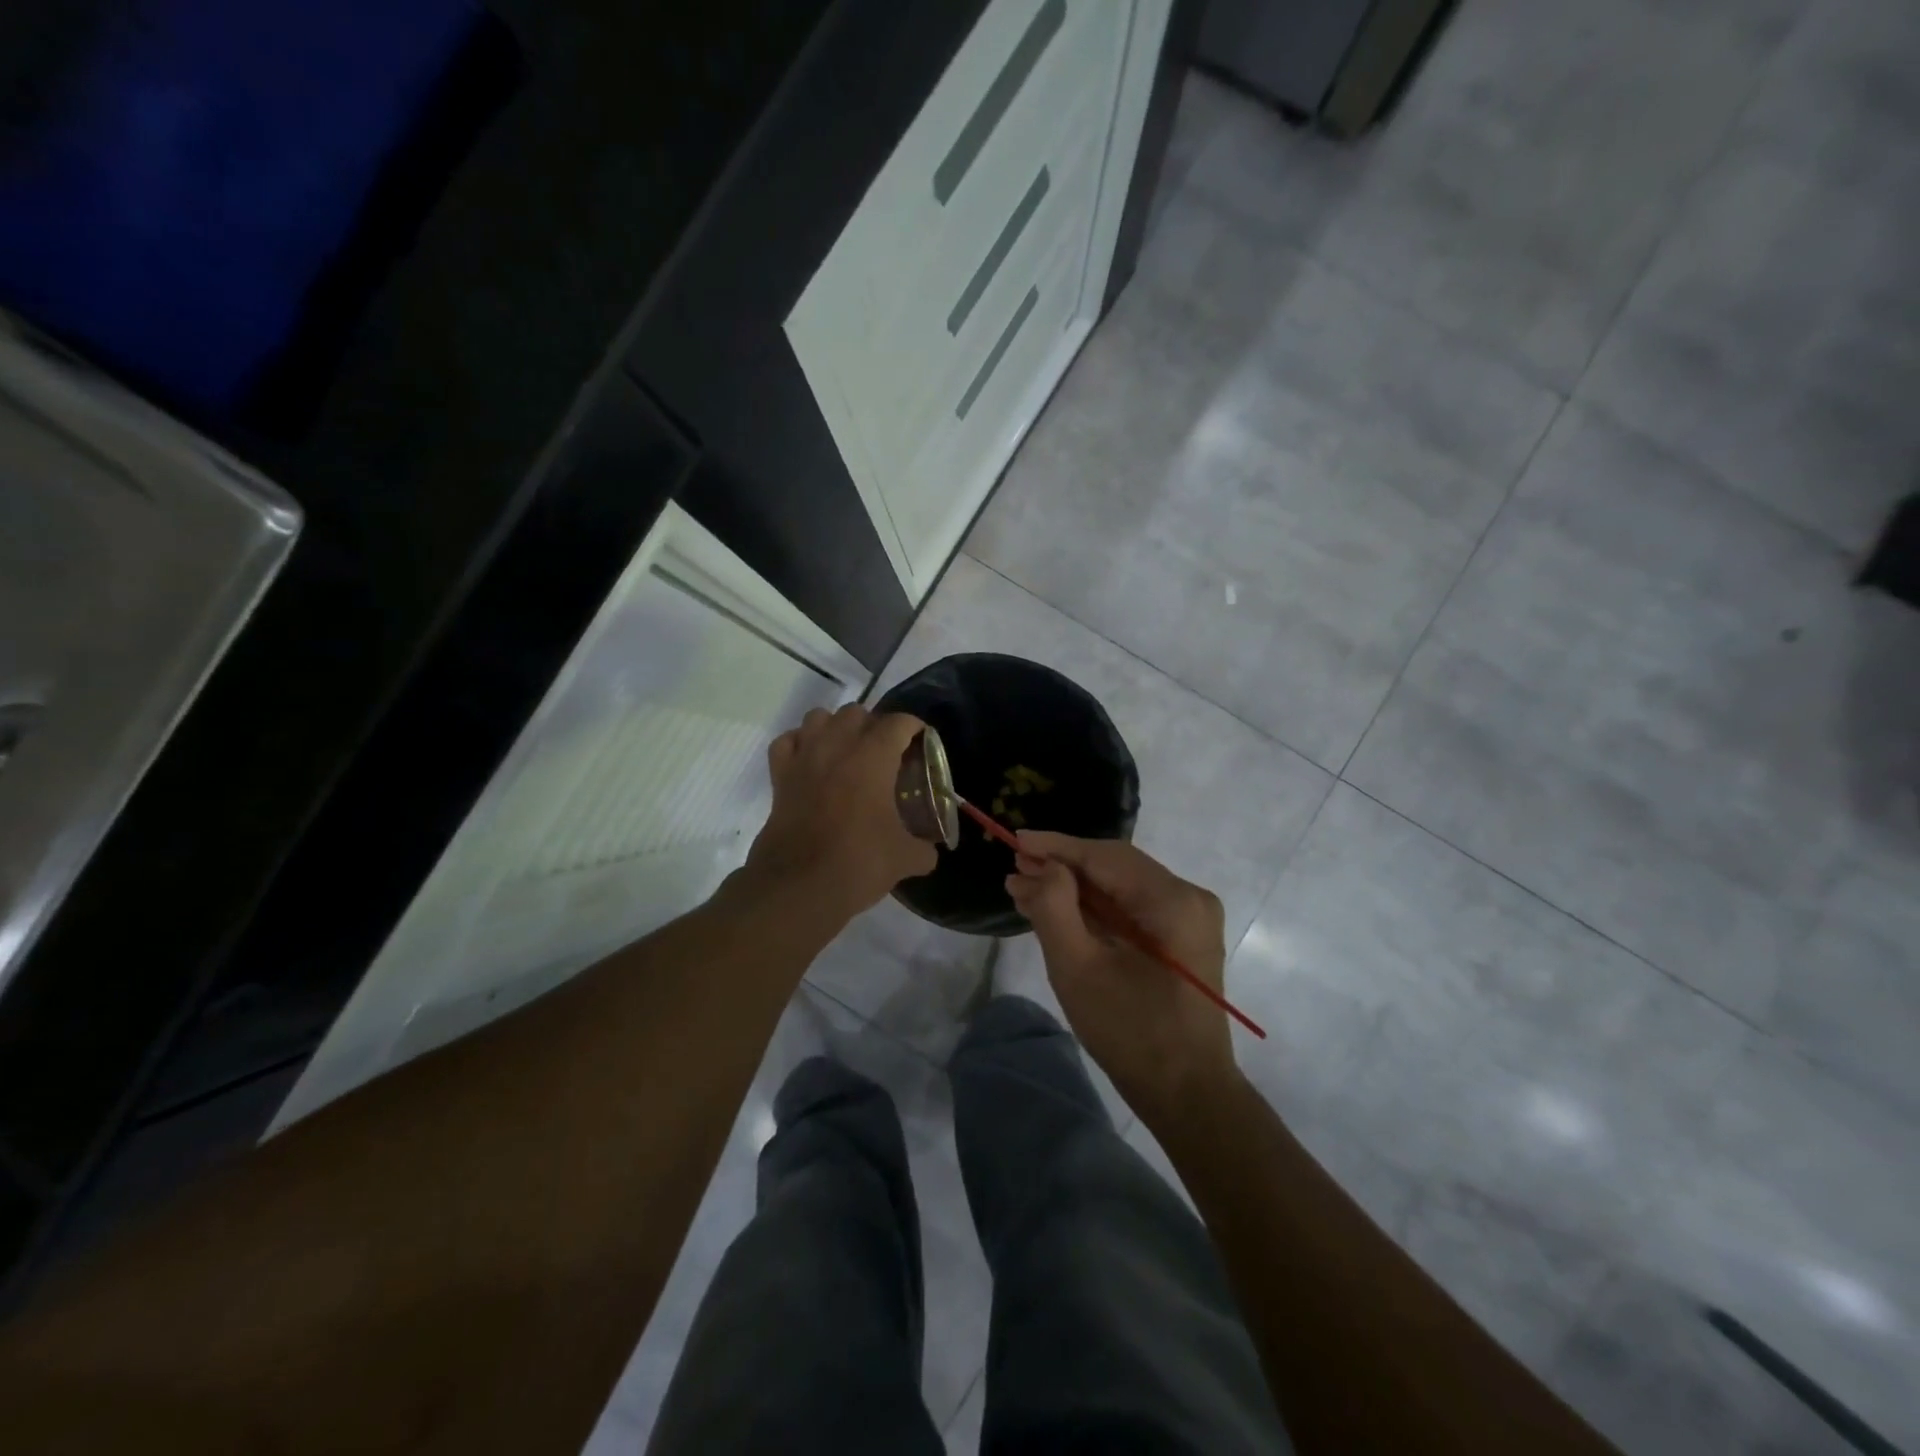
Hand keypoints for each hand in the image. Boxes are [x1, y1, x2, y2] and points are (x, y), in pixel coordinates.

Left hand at [746, 705, 937, 920]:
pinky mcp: (779, 777)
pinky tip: (811, 761)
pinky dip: (800, 744)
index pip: (898, 723)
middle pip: (857, 713)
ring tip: (848, 751)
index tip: (920, 740)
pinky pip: (788, 742)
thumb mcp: (904, 858)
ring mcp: (804, 758)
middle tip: (886, 752)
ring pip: (819, 718)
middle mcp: (837, 746)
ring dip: (835, 727)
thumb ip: (923, 849)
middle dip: (874, 726)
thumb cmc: (858, 863)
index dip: (913, 728)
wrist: (799, 886)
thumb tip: (929, 852)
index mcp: (873, 757)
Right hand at [1006, 833, 1238, 1128]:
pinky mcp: (1181, 937)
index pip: (1106, 856)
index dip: (1057, 847)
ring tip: (1025, 888)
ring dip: (1074, 887)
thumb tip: (1042, 867)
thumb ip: (1055, 909)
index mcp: (1173, 901)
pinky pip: (1131, 907)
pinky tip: (1057, 909)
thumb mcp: (1079, 970)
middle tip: (1015, 868)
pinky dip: (1094, 907)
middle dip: (1062, 866)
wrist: (1188, 1095)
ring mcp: (1189, 917)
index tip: (1016, 840)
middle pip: (1115, 866)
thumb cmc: (1132, 1034)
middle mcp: (1188, 897)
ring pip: (1120, 886)